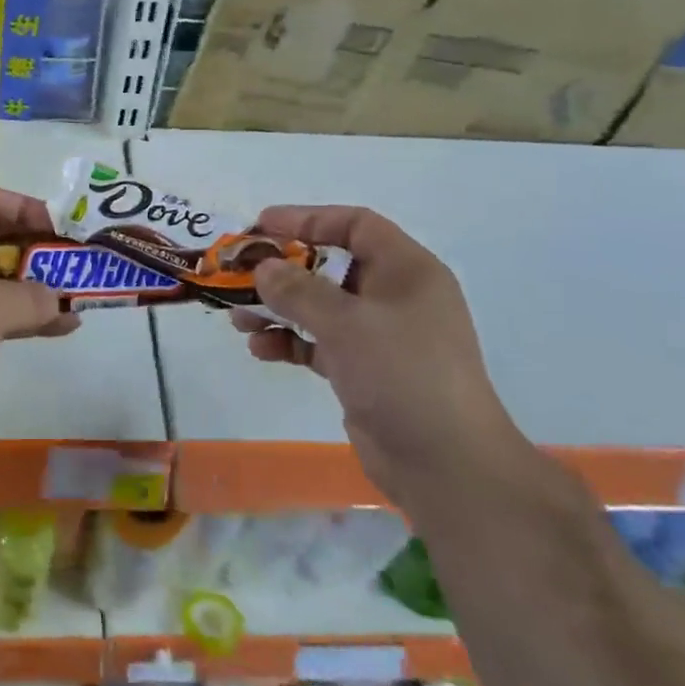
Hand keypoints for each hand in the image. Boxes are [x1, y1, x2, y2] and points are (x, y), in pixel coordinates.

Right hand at [233, 205, 528, 510]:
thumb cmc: (403, 375)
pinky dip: (289, 342)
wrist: (446, 466)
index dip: (307, 219)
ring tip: (238, 318)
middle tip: (239, 273)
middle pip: (330, 265)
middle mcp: (394, 296)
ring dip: (278, 308)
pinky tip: (259, 350)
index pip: (355, 225)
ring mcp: (380, 336)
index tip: (261, 226)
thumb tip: (263, 267)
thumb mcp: (347, 324)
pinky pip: (318, 343)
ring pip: (319, 307)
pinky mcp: (364, 370)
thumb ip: (299, 290)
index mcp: (406, 270)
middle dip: (282, 269)